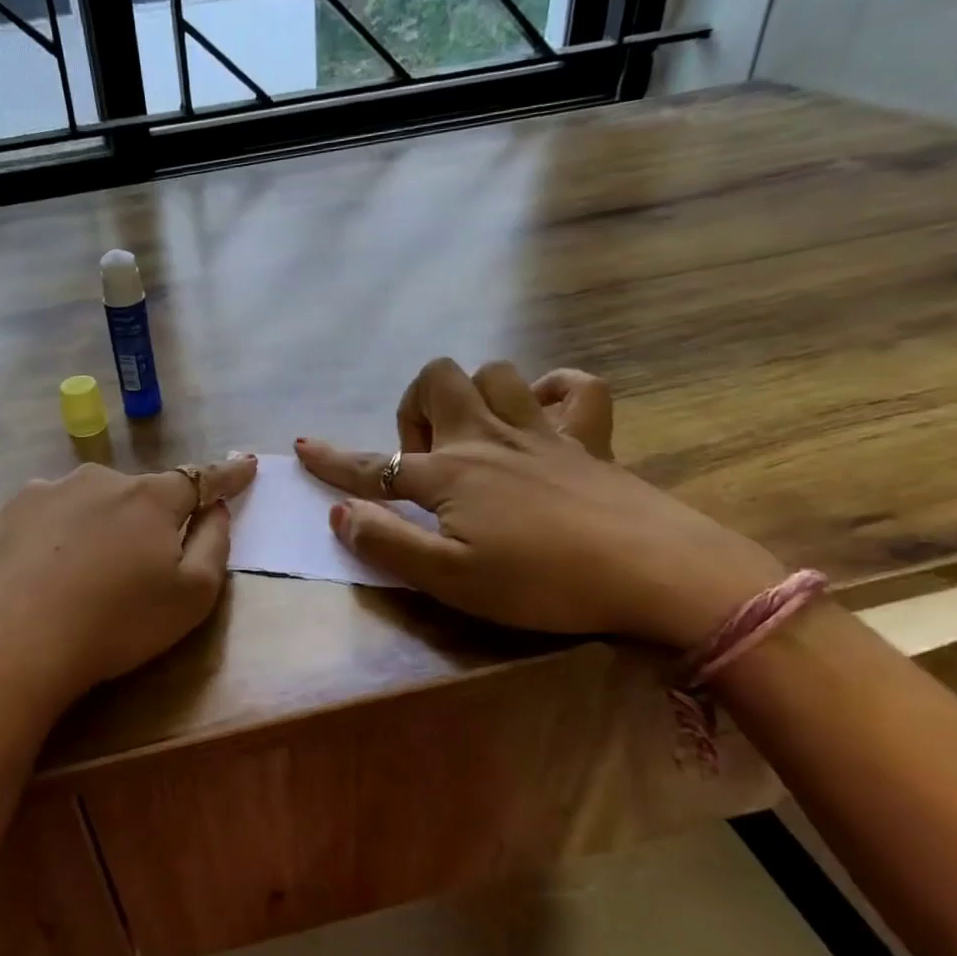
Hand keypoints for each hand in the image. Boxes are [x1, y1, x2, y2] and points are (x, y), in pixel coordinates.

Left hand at [0, 455, 258, 722]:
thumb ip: (214, 544)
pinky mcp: (1, 518)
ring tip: (81, 576)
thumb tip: (215, 508)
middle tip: (137, 564)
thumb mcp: (193, 597)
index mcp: (149, 499)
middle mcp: (96, 481)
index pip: (200, 479)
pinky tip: (38, 577)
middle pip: (135, 494)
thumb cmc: (118, 623)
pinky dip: (48, 540)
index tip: (246, 464)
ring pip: (83, 503)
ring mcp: (43, 494)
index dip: (227, 474)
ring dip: (93, 526)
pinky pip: (39, 521)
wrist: (13, 646)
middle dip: (145, 517)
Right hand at [296, 360, 785, 648]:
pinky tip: (543, 418)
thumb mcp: (450, 579)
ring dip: (474, 394)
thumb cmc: (542, 583)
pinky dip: (554, 391)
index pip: (374, 466)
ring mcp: (542, 432)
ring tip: (475, 438)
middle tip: (425, 460)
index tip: (302, 448)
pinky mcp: (589, 440)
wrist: (654, 573)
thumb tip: (339, 514)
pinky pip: (576, 387)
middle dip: (414, 407)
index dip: (333, 460)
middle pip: (437, 381)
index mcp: (450, 475)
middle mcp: (488, 440)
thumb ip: (388, 544)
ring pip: (496, 372)